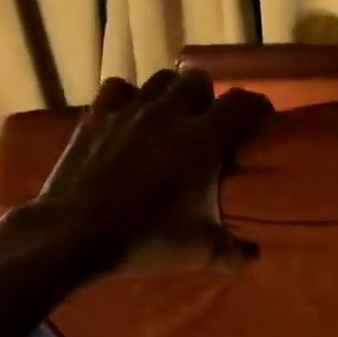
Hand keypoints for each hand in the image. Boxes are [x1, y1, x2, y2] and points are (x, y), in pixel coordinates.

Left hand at [32, 68, 271, 274]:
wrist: (76, 234)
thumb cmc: (147, 239)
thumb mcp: (201, 252)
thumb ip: (234, 252)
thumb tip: (254, 256)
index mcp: (203, 140)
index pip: (240, 104)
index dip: (256, 106)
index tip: (261, 120)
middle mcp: (169, 114)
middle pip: (197, 80)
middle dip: (208, 97)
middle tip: (209, 123)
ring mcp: (129, 111)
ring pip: (160, 80)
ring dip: (171, 94)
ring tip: (172, 117)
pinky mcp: (97, 116)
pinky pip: (119, 89)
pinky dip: (129, 98)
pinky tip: (130, 117)